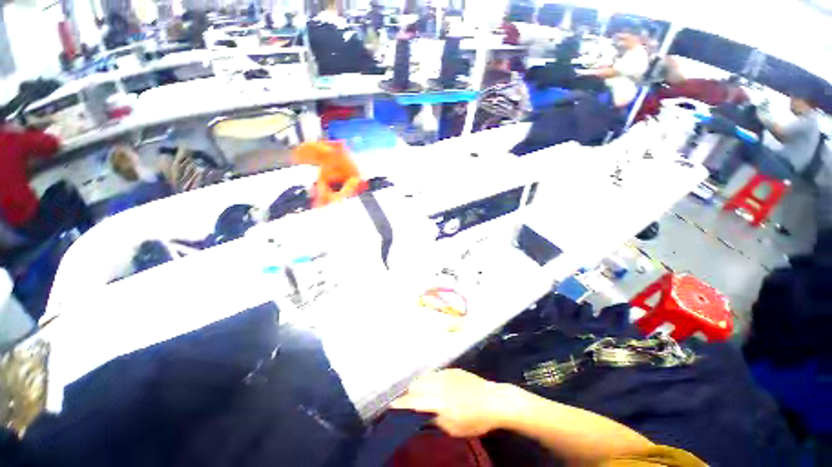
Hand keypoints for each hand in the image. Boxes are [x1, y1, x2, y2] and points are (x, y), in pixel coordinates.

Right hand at [390, 369, 508, 437]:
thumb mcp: (454, 428)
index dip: (401, 403)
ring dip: (418, 385)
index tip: (391, 405)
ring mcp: (446, 374)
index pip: (414, 401)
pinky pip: (435, 372)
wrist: (494, 400)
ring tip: (419, 393)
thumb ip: (435, 420)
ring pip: (425, 376)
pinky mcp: (452, 369)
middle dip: (409, 394)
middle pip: (416, 385)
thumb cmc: (475, 419)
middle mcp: (440, 384)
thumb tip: (421, 415)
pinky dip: (429, 379)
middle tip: (409, 402)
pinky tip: (433, 385)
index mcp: (439, 401)